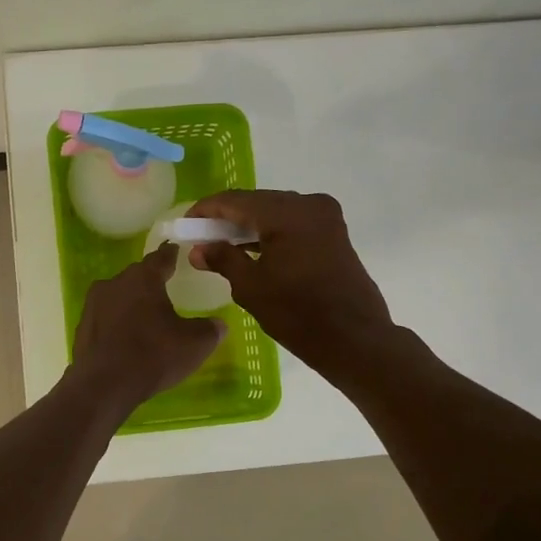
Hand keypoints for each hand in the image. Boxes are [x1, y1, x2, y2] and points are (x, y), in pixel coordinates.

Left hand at [70, 244, 224, 409]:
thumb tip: (218, 324)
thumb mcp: (195, 344)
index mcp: (143, 278)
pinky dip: (117, 324)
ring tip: (147, 321)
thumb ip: (210, 329)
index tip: (177, 251)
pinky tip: (126, 341)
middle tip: (166, 293)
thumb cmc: (154, 356)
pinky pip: (106, 318)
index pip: (161, 257)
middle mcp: (115, 283)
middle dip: (151, 283)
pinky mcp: (82, 327)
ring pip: (119, 297)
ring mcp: (94, 304)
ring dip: (132, 304)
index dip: (172, 255)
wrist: (104, 385)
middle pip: (138, 277)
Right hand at [185, 190, 396, 374]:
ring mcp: (325, 217)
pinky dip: (270, 232)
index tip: (185, 224)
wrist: (355, 339)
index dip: (206, 210)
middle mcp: (309, 205)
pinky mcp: (333, 233)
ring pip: (275, 211)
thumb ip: (222, 259)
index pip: (235, 200)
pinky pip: (293, 223)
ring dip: (248, 225)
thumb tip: (198, 249)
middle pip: (256, 202)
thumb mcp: (251, 287)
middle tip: (201, 236)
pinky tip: (250, 249)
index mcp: (287, 213)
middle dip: (227, 217)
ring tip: (221, 245)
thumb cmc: (298, 314)